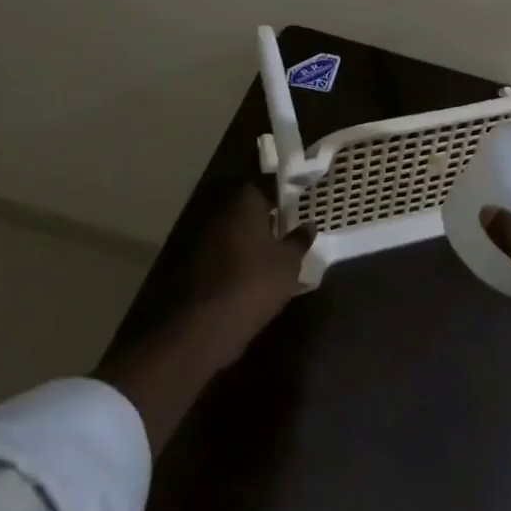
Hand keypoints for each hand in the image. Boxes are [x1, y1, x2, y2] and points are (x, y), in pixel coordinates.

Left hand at [179, 183, 314, 368]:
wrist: (209, 327)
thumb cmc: (256, 282)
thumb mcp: (289, 262)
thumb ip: (300, 240)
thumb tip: (309, 224)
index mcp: (244, 205)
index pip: (264, 184)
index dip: (282, 189)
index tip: (299, 196)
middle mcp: (222, 217)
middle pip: (248, 207)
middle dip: (268, 213)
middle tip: (292, 221)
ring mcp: (207, 242)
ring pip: (237, 230)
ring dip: (254, 236)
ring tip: (279, 247)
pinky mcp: (200, 267)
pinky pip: (227, 252)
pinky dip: (242, 256)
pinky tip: (259, 270)